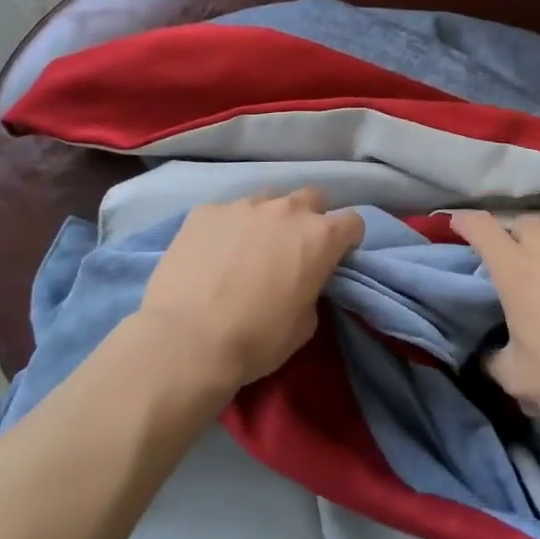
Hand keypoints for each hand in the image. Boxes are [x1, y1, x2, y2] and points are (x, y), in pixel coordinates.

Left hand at [139, 189, 364, 394]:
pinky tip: (212, 255)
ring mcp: (243, 205)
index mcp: (320, 237)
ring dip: (268, 220)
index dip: (347, 240)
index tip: (335, 258)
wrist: (186, 341)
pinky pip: (227, 212)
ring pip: (268, 200)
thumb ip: (312, 288)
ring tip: (249, 249)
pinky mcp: (205, 211)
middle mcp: (286, 210)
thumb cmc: (256, 340)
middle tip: (293, 249)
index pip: (353, 221)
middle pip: (312, 197)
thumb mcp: (304, 324)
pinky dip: (228, 229)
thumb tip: (301, 281)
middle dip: (309, 219)